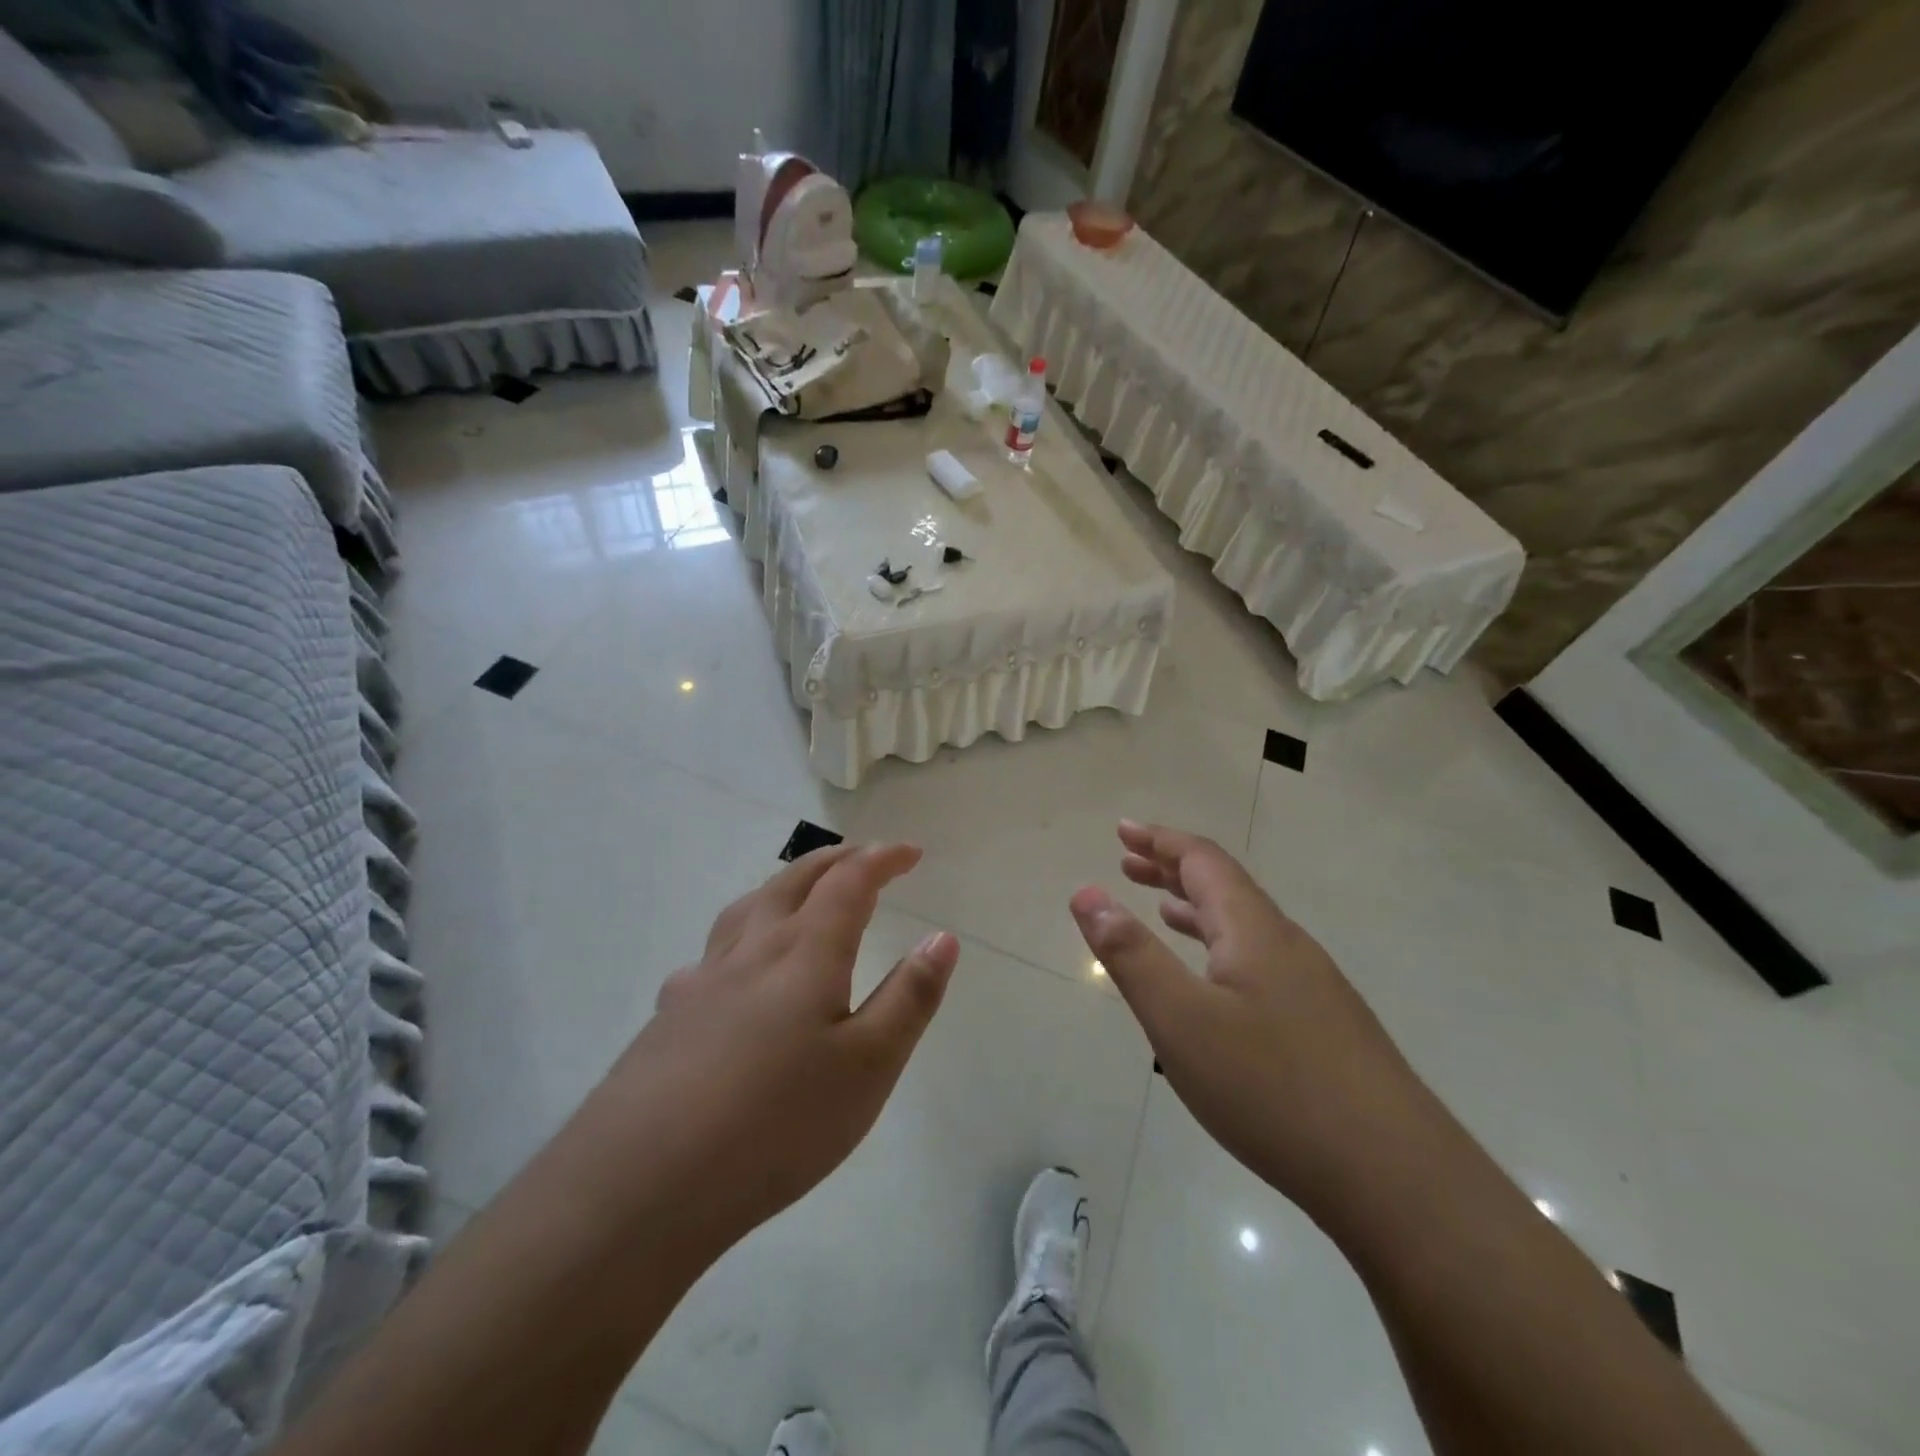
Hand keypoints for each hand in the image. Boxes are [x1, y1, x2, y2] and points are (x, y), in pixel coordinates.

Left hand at [567, 842, 958, 1255]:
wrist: (642, 1183)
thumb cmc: (777, 1123)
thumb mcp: (869, 1066)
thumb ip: (910, 998)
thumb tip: (942, 937)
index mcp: (805, 952)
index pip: (849, 882)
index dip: (882, 859)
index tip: (911, 852)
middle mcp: (751, 950)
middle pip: (794, 881)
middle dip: (836, 861)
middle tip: (865, 858)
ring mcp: (702, 980)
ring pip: (748, 907)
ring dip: (785, 885)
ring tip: (801, 891)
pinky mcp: (668, 1016)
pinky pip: (712, 952)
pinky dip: (741, 935)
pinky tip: (733, 972)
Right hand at [1069, 821, 1428, 1215]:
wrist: (1397, 1178)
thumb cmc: (1272, 1089)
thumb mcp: (1181, 1020)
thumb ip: (1131, 954)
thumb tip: (1086, 892)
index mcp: (1253, 930)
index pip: (1203, 861)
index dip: (1159, 840)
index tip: (1122, 830)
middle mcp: (1287, 944)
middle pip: (1226, 886)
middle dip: (1172, 868)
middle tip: (1127, 861)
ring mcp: (1313, 986)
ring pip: (1245, 927)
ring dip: (1197, 909)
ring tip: (1161, 909)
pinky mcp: (1326, 1025)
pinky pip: (1260, 961)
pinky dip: (1222, 950)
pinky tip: (1215, 983)